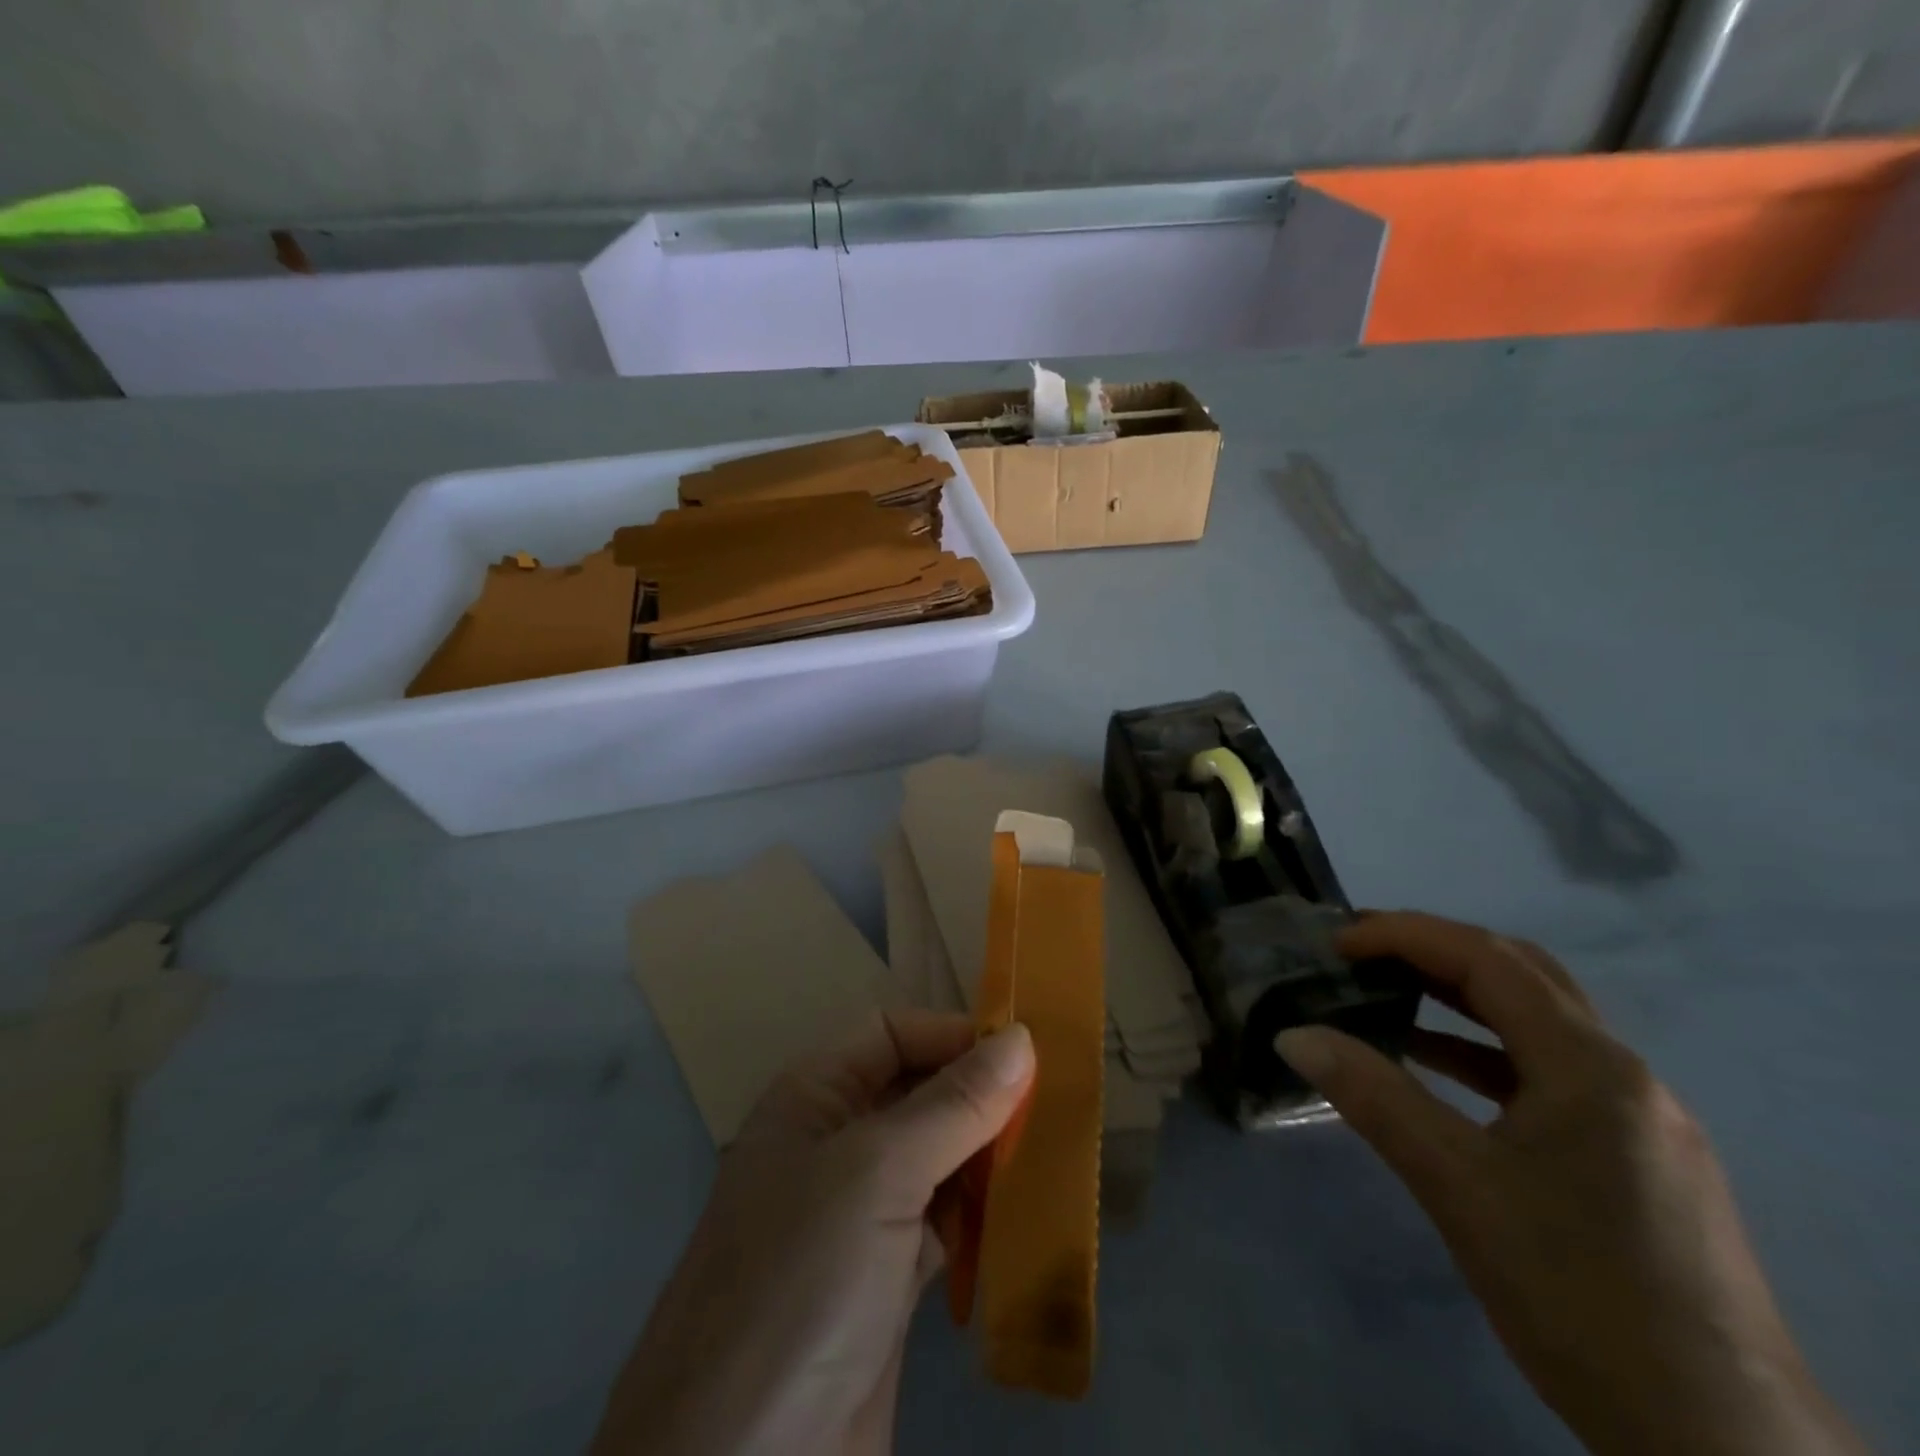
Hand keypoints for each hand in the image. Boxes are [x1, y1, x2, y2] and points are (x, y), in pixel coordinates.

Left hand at [592, 1011, 1033, 1455]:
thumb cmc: (801, 1283)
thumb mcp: (878, 1174)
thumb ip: (954, 1104)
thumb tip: (1020, 1038)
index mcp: (814, 1099)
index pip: (891, 1034)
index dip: (952, 1035)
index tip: (1026, 1054)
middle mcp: (834, 1145)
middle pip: (918, 1092)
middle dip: (979, 1095)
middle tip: (1055, 1105)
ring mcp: (860, 1216)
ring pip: (937, 1158)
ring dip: (988, 1156)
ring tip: (1053, 1153)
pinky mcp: (885, 1281)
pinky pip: (945, 1223)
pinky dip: (982, 1216)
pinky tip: (1027, 1217)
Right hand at [1275, 912, 1865, 1455]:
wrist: (1722, 1450)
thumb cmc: (1579, 1294)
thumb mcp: (1458, 1186)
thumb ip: (1373, 1097)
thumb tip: (1293, 1035)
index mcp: (1592, 1066)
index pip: (1488, 961)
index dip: (1406, 936)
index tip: (1337, 943)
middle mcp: (1624, 1075)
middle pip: (1520, 976)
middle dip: (1433, 950)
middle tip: (1359, 952)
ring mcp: (1637, 1118)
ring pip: (1535, 1024)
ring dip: (1457, 998)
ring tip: (1384, 993)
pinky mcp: (1634, 1157)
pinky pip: (1546, 1073)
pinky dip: (1482, 1052)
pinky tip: (1435, 1068)